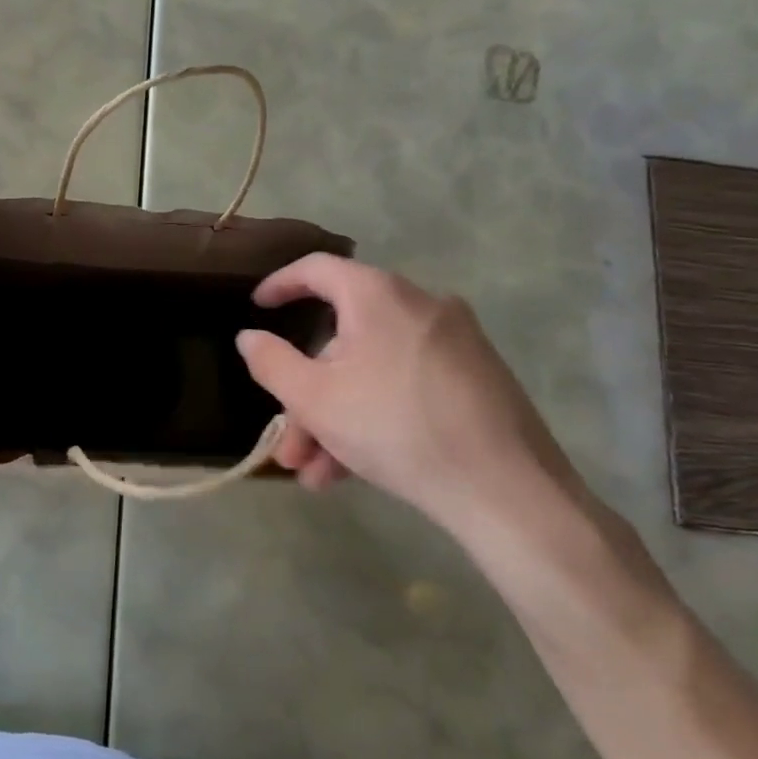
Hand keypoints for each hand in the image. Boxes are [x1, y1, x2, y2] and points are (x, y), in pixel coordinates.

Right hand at [236, 255, 584, 544]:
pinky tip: (353, 471)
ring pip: (372, 371)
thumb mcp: (314, 399)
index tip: (258, 308)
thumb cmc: (395, 428)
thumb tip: (250, 338)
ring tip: (316, 474)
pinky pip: (405, 385)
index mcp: (378, 296)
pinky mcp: (476, 377)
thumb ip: (271, 362)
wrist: (507, 490)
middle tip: (289, 440)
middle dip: (307, 395)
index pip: (318, 269)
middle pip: (343, 339)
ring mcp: (454, 342)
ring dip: (336, 418)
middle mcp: (419, 305)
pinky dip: (374, 417)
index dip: (280, 285)